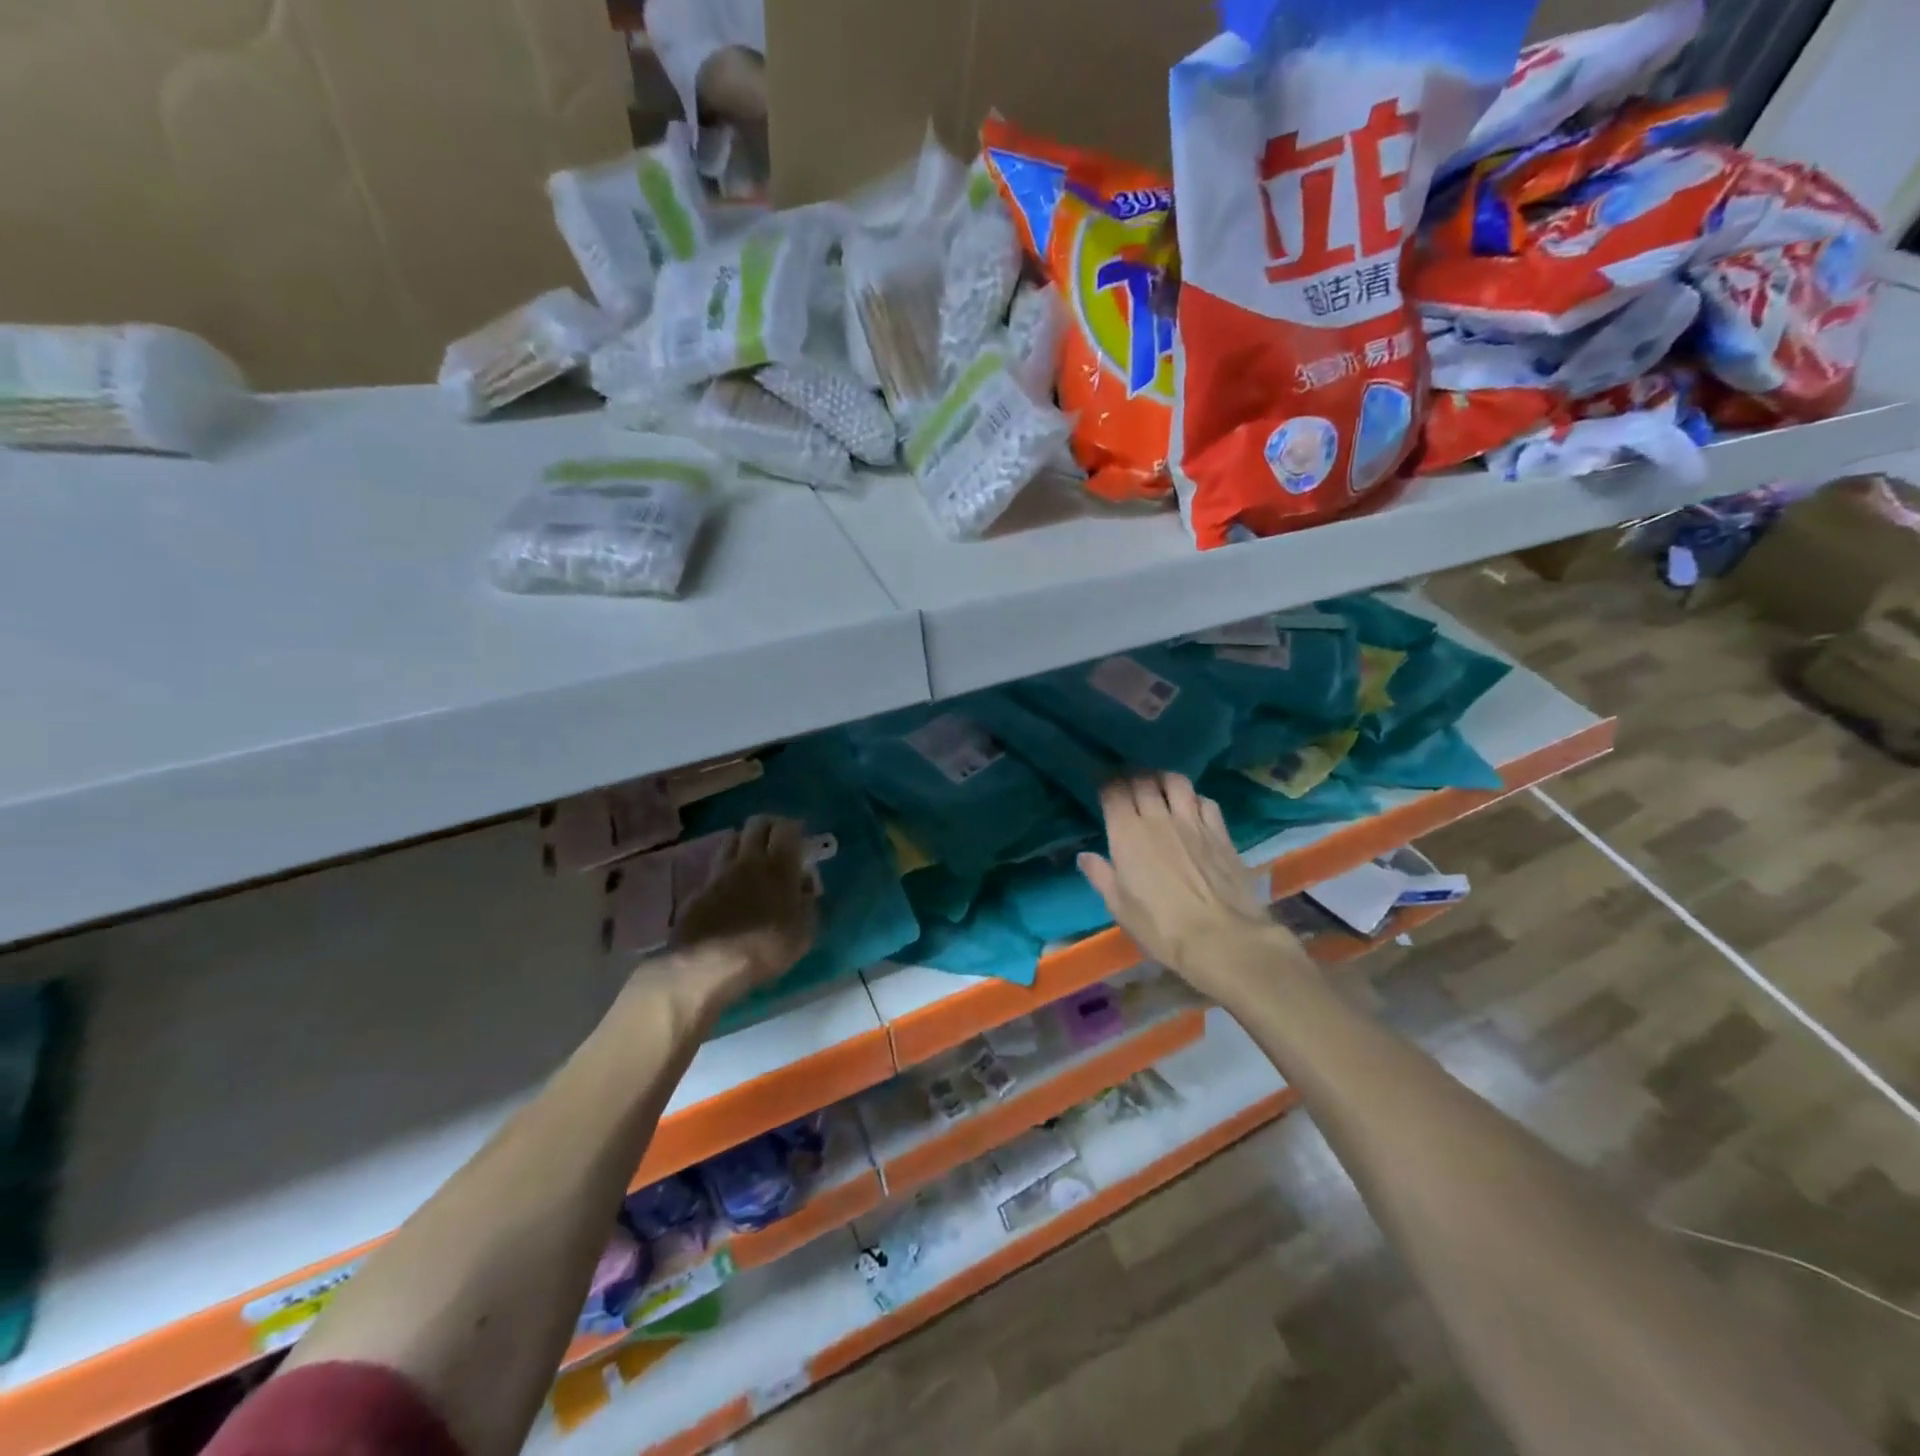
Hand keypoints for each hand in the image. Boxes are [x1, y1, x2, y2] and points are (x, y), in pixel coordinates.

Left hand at [671, 816, 817, 1007]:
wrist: (705, 966)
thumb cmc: (764, 948)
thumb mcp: (804, 933)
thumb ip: (809, 902)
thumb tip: (805, 883)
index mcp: (779, 866)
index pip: (787, 828)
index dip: (794, 828)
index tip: (800, 838)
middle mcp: (748, 860)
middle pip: (756, 824)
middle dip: (769, 827)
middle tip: (776, 841)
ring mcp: (719, 873)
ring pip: (731, 840)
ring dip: (744, 843)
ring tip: (751, 859)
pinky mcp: (697, 890)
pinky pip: (714, 869)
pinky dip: (724, 871)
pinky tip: (728, 889)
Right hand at [1077, 774, 1309, 1001]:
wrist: (1221, 938)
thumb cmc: (1160, 927)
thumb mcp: (1120, 907)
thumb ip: (1101, 876)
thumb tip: (1084, 855)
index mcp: (1127, 834)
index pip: (1113, 793)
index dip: (1106, 784)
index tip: (1102, 786)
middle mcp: (1158, 818)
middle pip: (1143, 781)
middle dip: (1131, 777)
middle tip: (1127, 783)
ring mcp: (1192, 822)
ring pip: (1176, 782)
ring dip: (1163, 779)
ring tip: (1159, 786)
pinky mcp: (1220, 832)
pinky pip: (1205, 801)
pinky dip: (1194, 798)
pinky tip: (1192, 808)